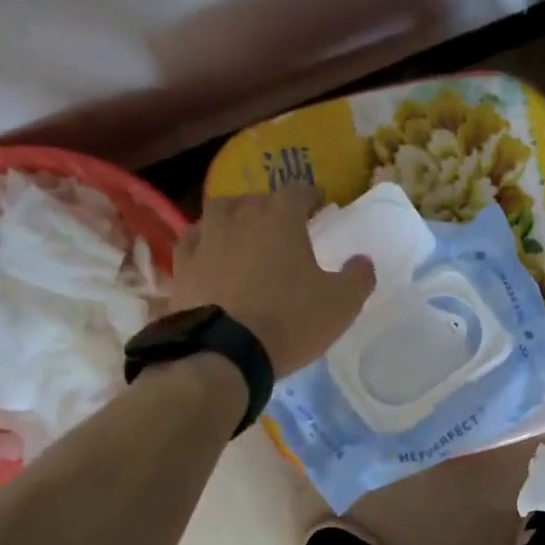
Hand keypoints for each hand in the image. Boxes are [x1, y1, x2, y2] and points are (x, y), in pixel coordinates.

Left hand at [169, 187, 373, 374]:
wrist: (224, 353)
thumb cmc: (290, 321)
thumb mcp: (341, 304)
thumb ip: (358, 277)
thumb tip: (363, 260)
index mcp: (280, 218)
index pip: (297, 192)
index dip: (311, 197)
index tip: (319, 206)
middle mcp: (239, 217)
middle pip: (257, 199)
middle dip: (273, 207)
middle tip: (285, 225)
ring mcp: (205, 239)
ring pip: (221, 212)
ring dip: (236, 217)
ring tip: (245, 233)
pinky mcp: (182, 265)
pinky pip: (194, 239)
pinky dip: (207, 241)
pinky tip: (212, 253)